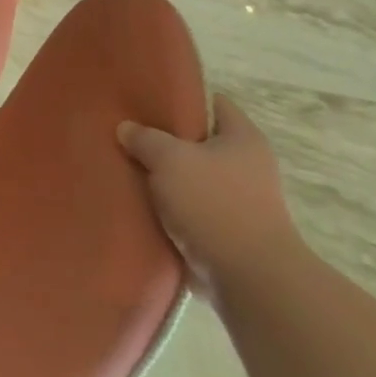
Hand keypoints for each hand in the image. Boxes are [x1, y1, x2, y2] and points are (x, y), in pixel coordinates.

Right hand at [118, 95, 304, 297]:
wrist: (249, 278)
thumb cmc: (214, 203)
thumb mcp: (169, 159)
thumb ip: (145, 138)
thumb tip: (126, 129)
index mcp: (243, 138)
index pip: (213, 103)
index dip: (182, 98)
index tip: (147, 100)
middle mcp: (248, 165)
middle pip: (199, 141)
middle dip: (166, 140)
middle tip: (128, 134)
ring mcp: (241, 201)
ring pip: (192, 177)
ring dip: (165, 177)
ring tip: (127, 169)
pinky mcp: (229, 232)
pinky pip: (191, 208)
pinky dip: (170, 207)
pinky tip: (140, 203)